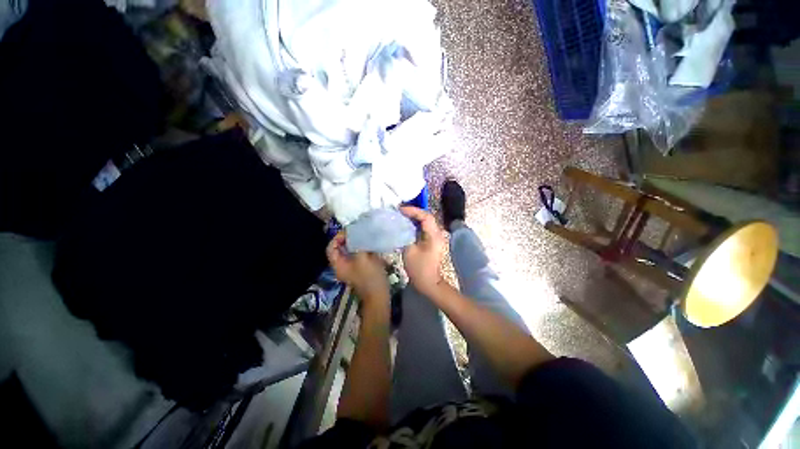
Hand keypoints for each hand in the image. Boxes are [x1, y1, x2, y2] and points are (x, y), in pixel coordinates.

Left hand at [326, 232, 389, 305]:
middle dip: (349, 238)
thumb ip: (359, 244)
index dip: (337, 238)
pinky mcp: (361, 268)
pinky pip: (359, 254)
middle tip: (359, 231)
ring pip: (351, 250)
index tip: (349, 232)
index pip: (331, 247)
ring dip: (357, 242)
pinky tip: (372, 244)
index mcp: (339, 264)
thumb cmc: (370, 277)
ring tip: (366, 235)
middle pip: (341, 248)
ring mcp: (352, 267)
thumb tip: (359, 232)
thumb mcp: (363, 259)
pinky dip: (363, 248)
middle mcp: (343, 265)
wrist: (379, 295)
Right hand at [400, 206, 445, 296]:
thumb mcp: (409, 251)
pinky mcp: (433, 242)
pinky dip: (416, 225)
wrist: (429, 283)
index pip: (426, 216)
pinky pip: (425, 229)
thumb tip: (400, 226)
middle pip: (427, 217)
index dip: (413, 211)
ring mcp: (436, 238)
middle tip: (400, 211)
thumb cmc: (419, 269)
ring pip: (426, 222)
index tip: (400, 209)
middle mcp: (438, 234)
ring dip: (414, 218)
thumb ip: (405, 235)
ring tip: (402, 216)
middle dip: (413, 213)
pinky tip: (407, 226)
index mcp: (434, 236)